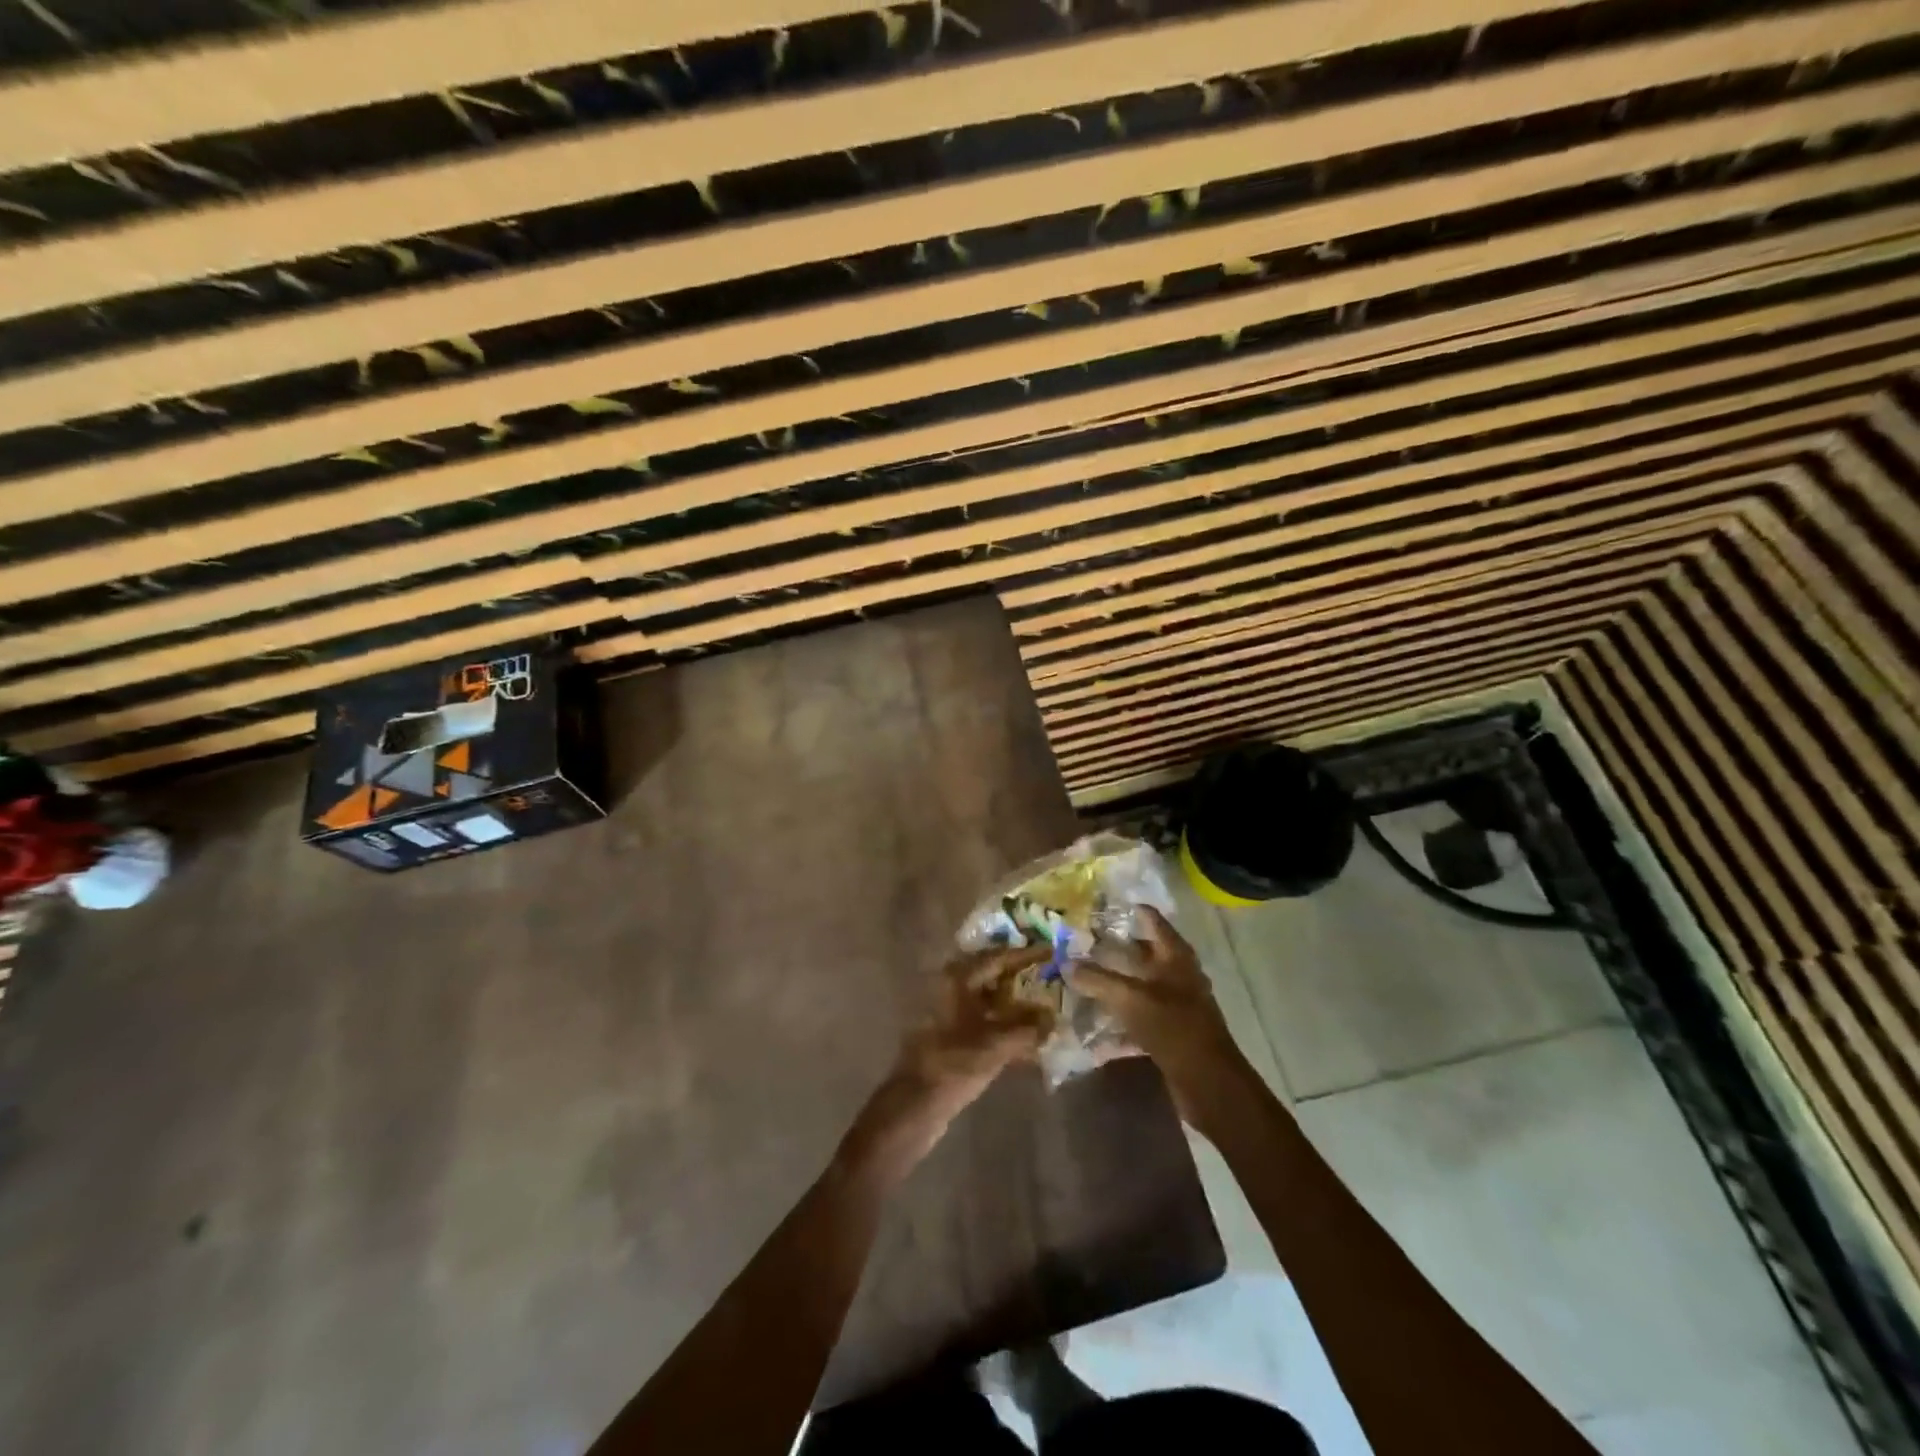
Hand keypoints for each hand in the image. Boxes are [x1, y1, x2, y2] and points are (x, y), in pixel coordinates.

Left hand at [845, 945, 1051, 1172]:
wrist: (915, 1103)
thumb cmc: (954, 1064)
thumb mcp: (997, 1045)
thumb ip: (1029, 1028)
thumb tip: (1053, 1018)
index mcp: (957, 978)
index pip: (997, 956)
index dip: (1025, 954)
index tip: (1050, 950)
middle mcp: (949, 986)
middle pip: (991, 973)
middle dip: (1019, 975)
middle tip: (1049, 973)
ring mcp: (947, 1010)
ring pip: (987, 997)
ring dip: (1014, 1001)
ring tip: (1045, 1003)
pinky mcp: (948, 1033)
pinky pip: (982, 1018)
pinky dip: (1003, 1022)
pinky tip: (1027, 1035)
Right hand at [1070, 907, 1253, 1127]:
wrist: (1208, 1082)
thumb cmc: (1173, 1027)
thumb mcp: (1130, 998)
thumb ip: (1097, 979)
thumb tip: (1066, 963)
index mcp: (1175, 956)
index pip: (1151, 920)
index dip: (1127, 910)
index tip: (1097, 907)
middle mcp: (1177, 975)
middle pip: (1142, 953)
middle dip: (1112, 949)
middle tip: (1080, 943)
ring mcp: (1175, 1004)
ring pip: (1138, 986)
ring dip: (1112, 985)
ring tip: (1079, 980)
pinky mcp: (1169, 1031)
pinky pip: (1138, 1018)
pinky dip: (1118, 1021)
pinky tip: (1092, 1029)